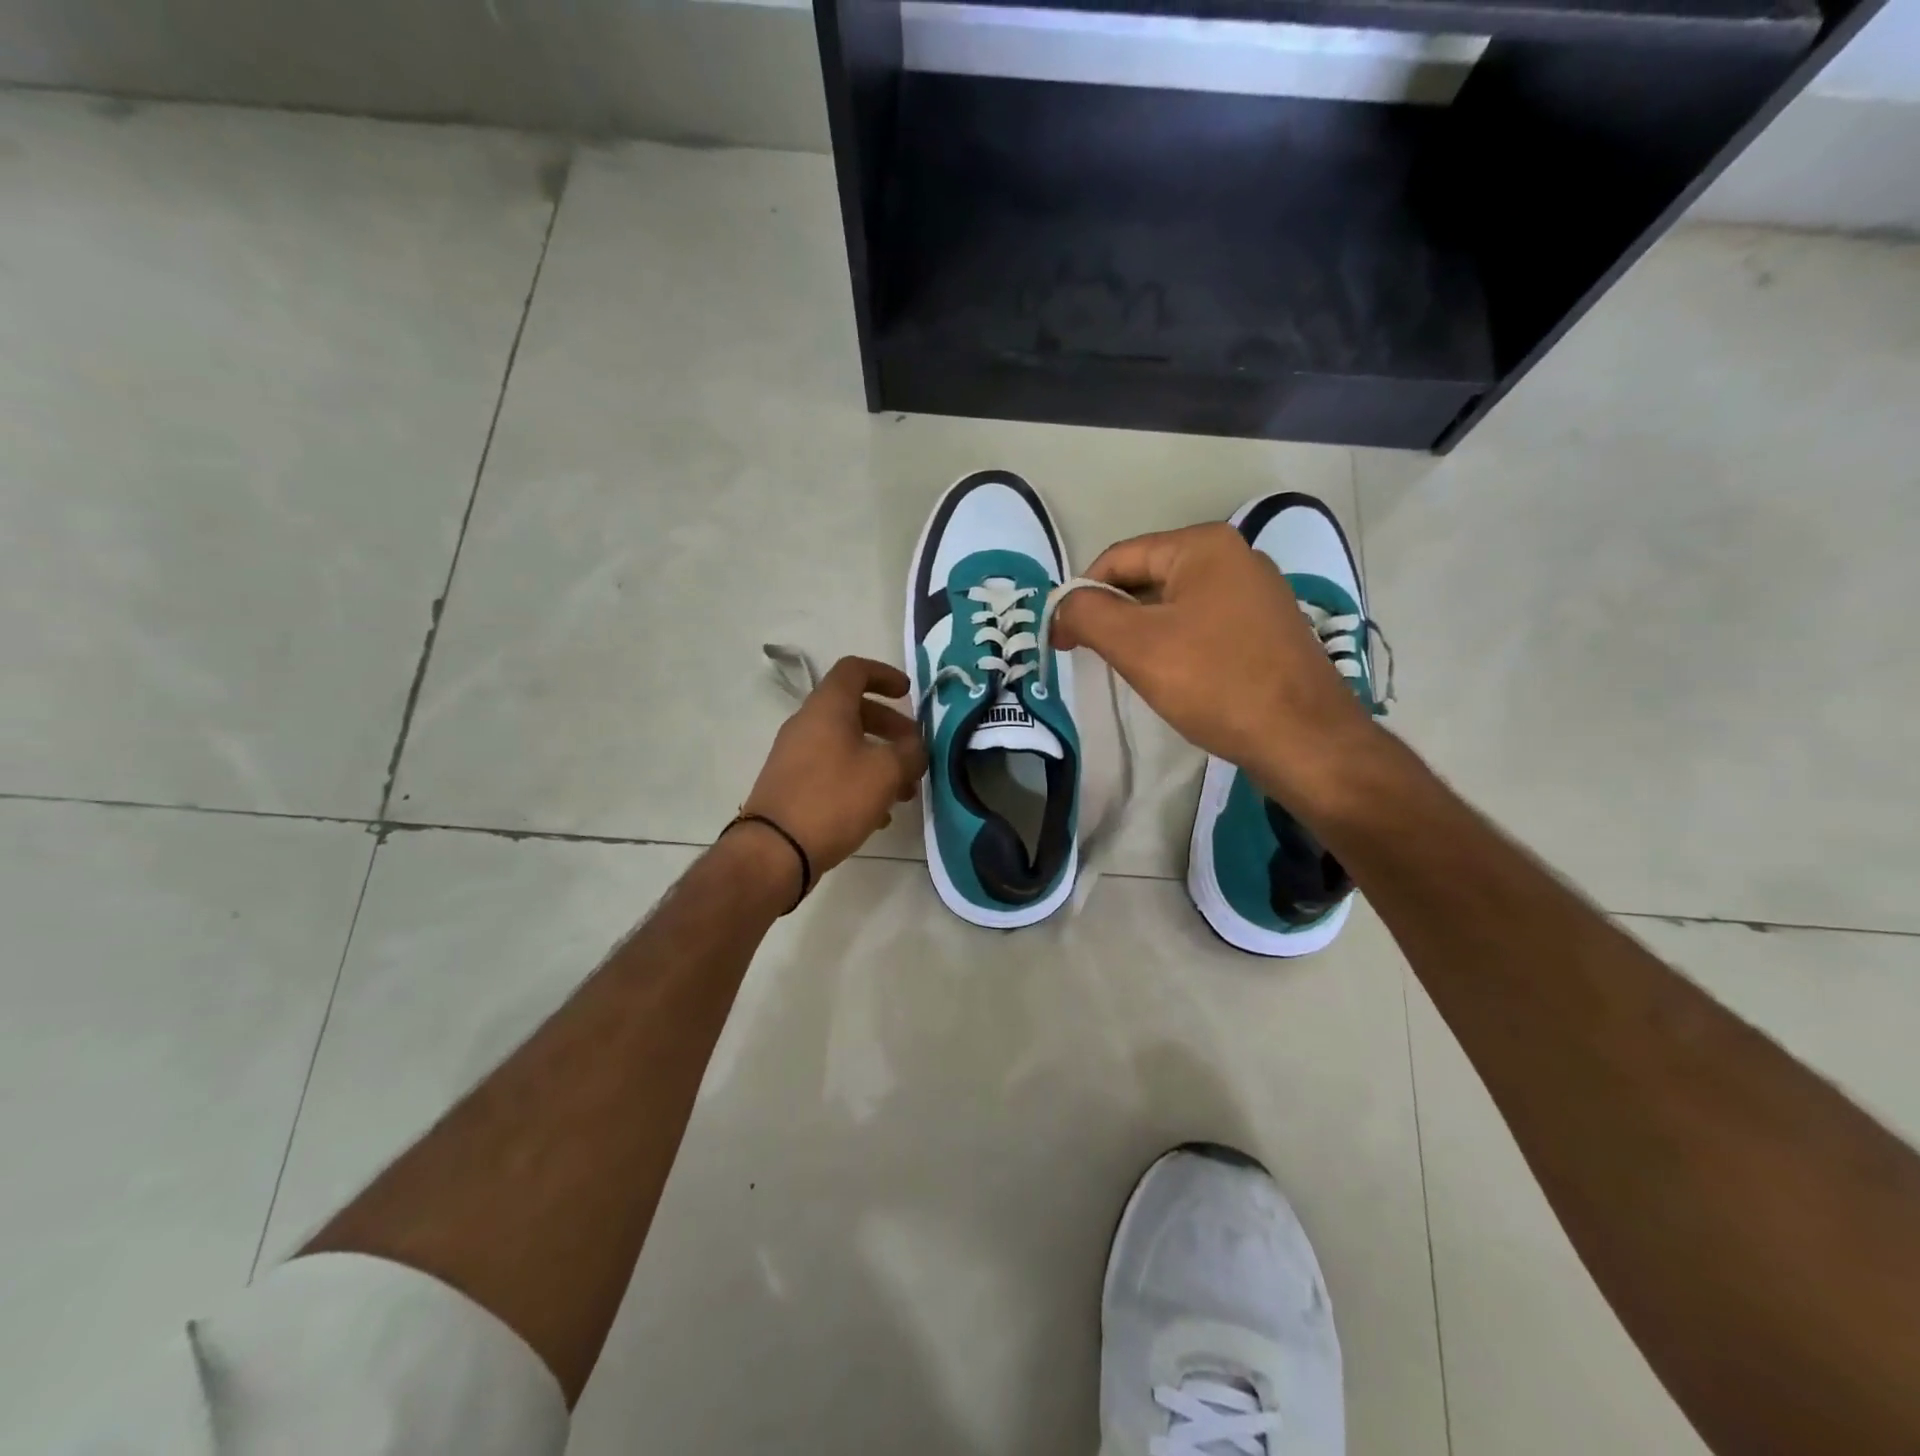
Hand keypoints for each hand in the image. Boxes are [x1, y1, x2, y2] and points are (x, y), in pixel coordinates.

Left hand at [742, 656, 927, 878]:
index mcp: (827, 708)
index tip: (907, 693)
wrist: (775, 850)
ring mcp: (795, 756)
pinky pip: (832, 770)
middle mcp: (807, 724)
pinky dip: (859, 780)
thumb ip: (910, 753)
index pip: (854, 670)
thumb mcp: (885, 772)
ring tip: (904, 792)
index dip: (884, 674)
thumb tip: (915, 748)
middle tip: (914, 749)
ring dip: (878, 759)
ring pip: (845, 744)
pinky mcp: (792, 785)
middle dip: (890, 726)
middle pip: (853, 710)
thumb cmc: (834, 799)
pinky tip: (879, 815)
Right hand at [1051, 524, 1369, 798]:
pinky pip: (1203, 625)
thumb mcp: (1136, 645)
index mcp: (1203, 546)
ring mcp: (1256, 594)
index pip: (1118, 558)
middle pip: (1147, 578)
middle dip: (1114, 616)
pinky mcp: (1266, 629)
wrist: (1304, 739)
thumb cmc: (1215, 682)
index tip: (1061, 642)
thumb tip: (1062, 606)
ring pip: (1174, 605)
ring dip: (1143, 634)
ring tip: (1133, 672)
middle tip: (1095, 659)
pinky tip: (1174, 679)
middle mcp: (1235, 557)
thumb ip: (1087, 613)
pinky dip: (1176, 645)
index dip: (1081, 596)